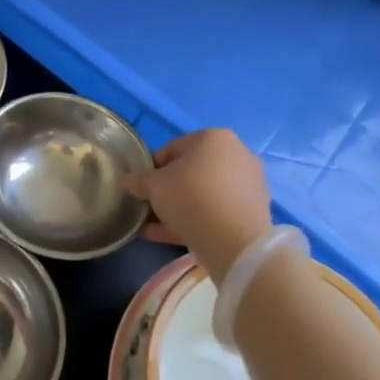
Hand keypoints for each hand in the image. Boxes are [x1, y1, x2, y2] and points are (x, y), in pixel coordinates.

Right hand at [124, 128, 272, 282]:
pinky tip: (170, 236)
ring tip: (155, 226)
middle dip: (167, 190)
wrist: (236, 241)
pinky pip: (216, 211)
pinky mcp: (253, 211)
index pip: (172, 148)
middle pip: (190, 171)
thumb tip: (126, 180)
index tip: (140, 187)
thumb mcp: (153, 186)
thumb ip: (137, 180)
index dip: (150, 168)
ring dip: (179, 208)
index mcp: (214, 138)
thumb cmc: (191, 198)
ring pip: (203, 194)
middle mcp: (236, 154)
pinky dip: (195, 220)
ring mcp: (248, 183)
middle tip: (150, 206)